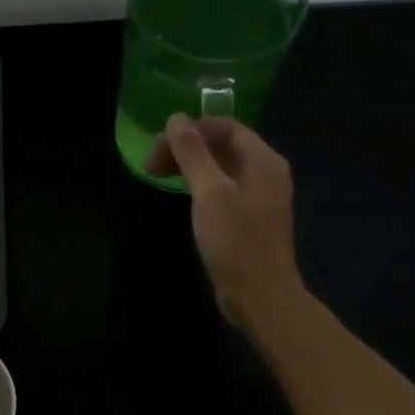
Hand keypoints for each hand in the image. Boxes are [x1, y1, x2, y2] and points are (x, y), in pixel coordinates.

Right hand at [145, 114, 303, 326]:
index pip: (224, 126)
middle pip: (220, 144)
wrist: (261, 297)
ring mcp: (257, 196)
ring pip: (217, 166)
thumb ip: (193, 153)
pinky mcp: (247, 217)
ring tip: (156, 174)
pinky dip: (196, 182)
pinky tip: (178, 191)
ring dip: (186, 164)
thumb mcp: (210, 192)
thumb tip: (176, 118)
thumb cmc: (237, 241)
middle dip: (184, 147)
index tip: (158, 145)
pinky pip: (219, 186)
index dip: (190, 129)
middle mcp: (264, 172)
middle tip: (150, 162)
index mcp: (263, 161)